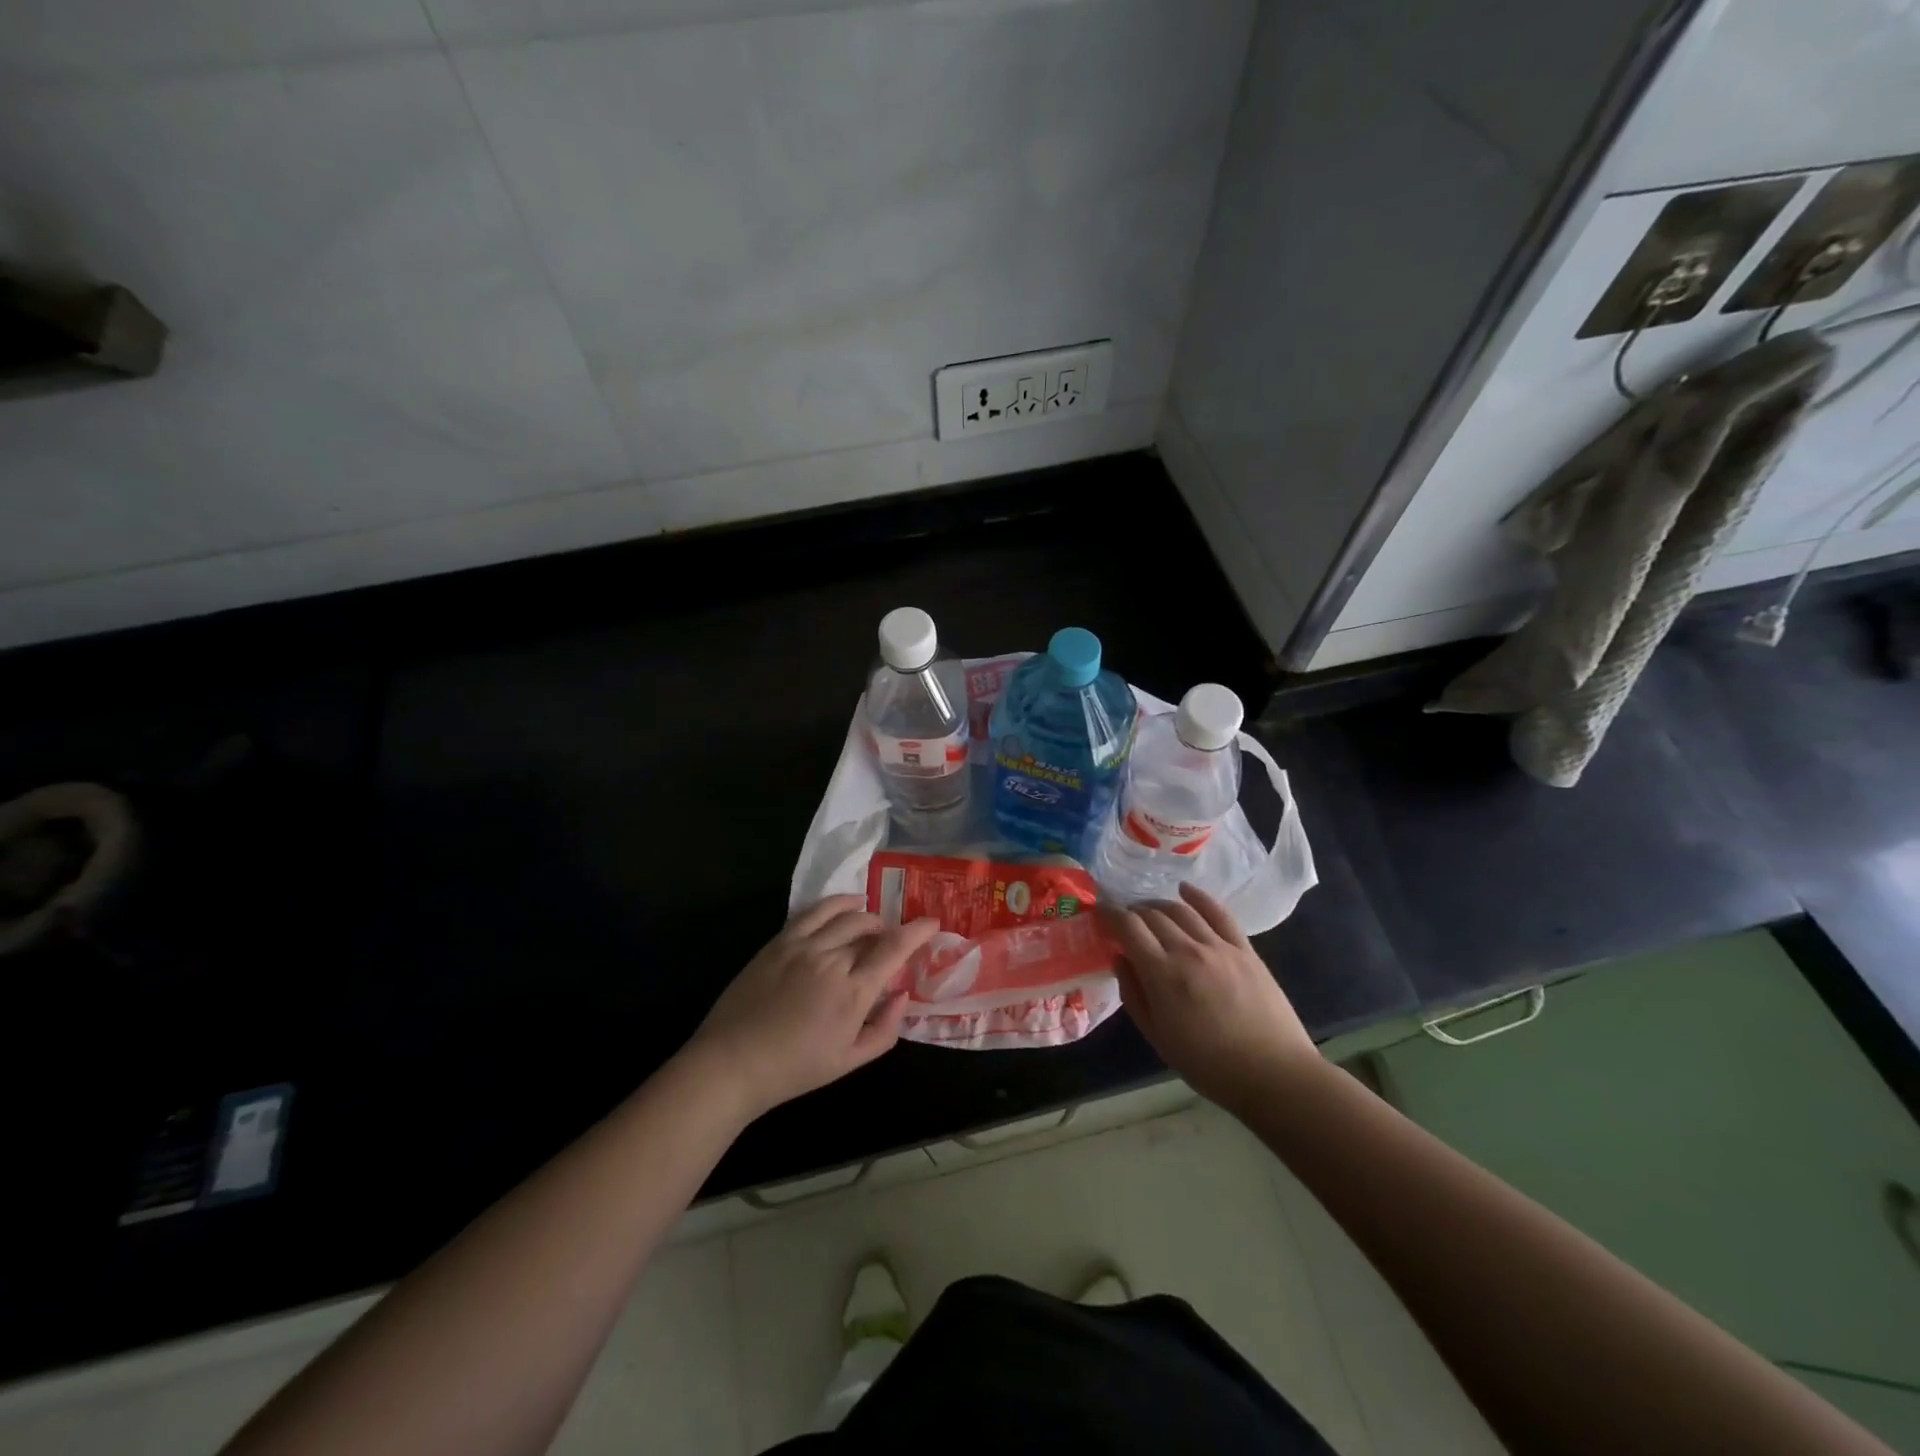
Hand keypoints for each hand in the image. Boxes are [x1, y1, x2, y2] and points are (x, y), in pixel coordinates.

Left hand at [684, 896, 940, 1120]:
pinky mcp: (780, 941)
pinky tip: (848, 903)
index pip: (894, 948)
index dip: (917, 931)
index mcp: (853, 992)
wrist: (732, 1063)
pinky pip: (814, 911)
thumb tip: (903, 995)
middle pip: (871, 929)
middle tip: (892, 942)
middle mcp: (832, 960)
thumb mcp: (850, 1061)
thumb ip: (885, 1029)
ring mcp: (803, 946)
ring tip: (872, 924)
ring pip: (846, 916)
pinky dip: (837, 903)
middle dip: (890, 930)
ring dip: (867, 916)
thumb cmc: (795, 1069)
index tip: (932, 923)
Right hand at [1101, 882, 1316, 1112]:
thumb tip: (1119, 959)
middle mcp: (1188, 950)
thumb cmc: (1209, 1066)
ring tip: (1149, 911)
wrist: (1274, 1075)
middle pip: (1153, 914)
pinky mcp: (1245, 949)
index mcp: (1163, 975)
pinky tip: (1186, 890)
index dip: (1110, 914)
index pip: (1128, 927)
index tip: (1100, 913)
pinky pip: (1219, 913)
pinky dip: (1198, 897)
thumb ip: (1133, 995)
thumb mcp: (1158, 1038)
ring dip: (1159, 905)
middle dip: (1132, 911)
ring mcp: (1220, 946)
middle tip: (1124, 919)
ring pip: (1181, 910)